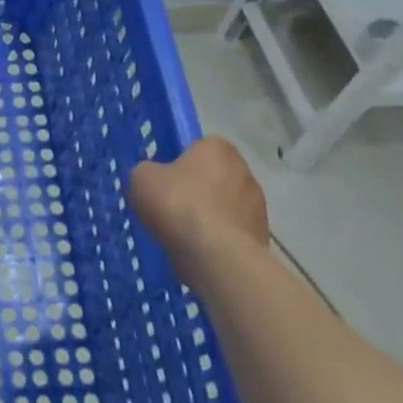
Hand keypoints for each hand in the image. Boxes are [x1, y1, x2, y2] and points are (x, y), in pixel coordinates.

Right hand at [126, 136, 268, 265]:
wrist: (216, 255)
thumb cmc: (178, 204)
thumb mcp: (141, 178)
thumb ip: (147, 171)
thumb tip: (154, 177)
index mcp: (217, 148)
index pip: (198, 147)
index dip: (179, 162)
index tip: (164, 180)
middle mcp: (244, 170)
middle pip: (214, 176)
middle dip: (197, 189)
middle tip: (171, 206)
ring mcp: (258, 205)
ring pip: (225, 205)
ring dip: (209, 215)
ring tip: (184, 233)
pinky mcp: (262, 235)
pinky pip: (232, 231)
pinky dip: (218, 238)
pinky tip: (200, 249)